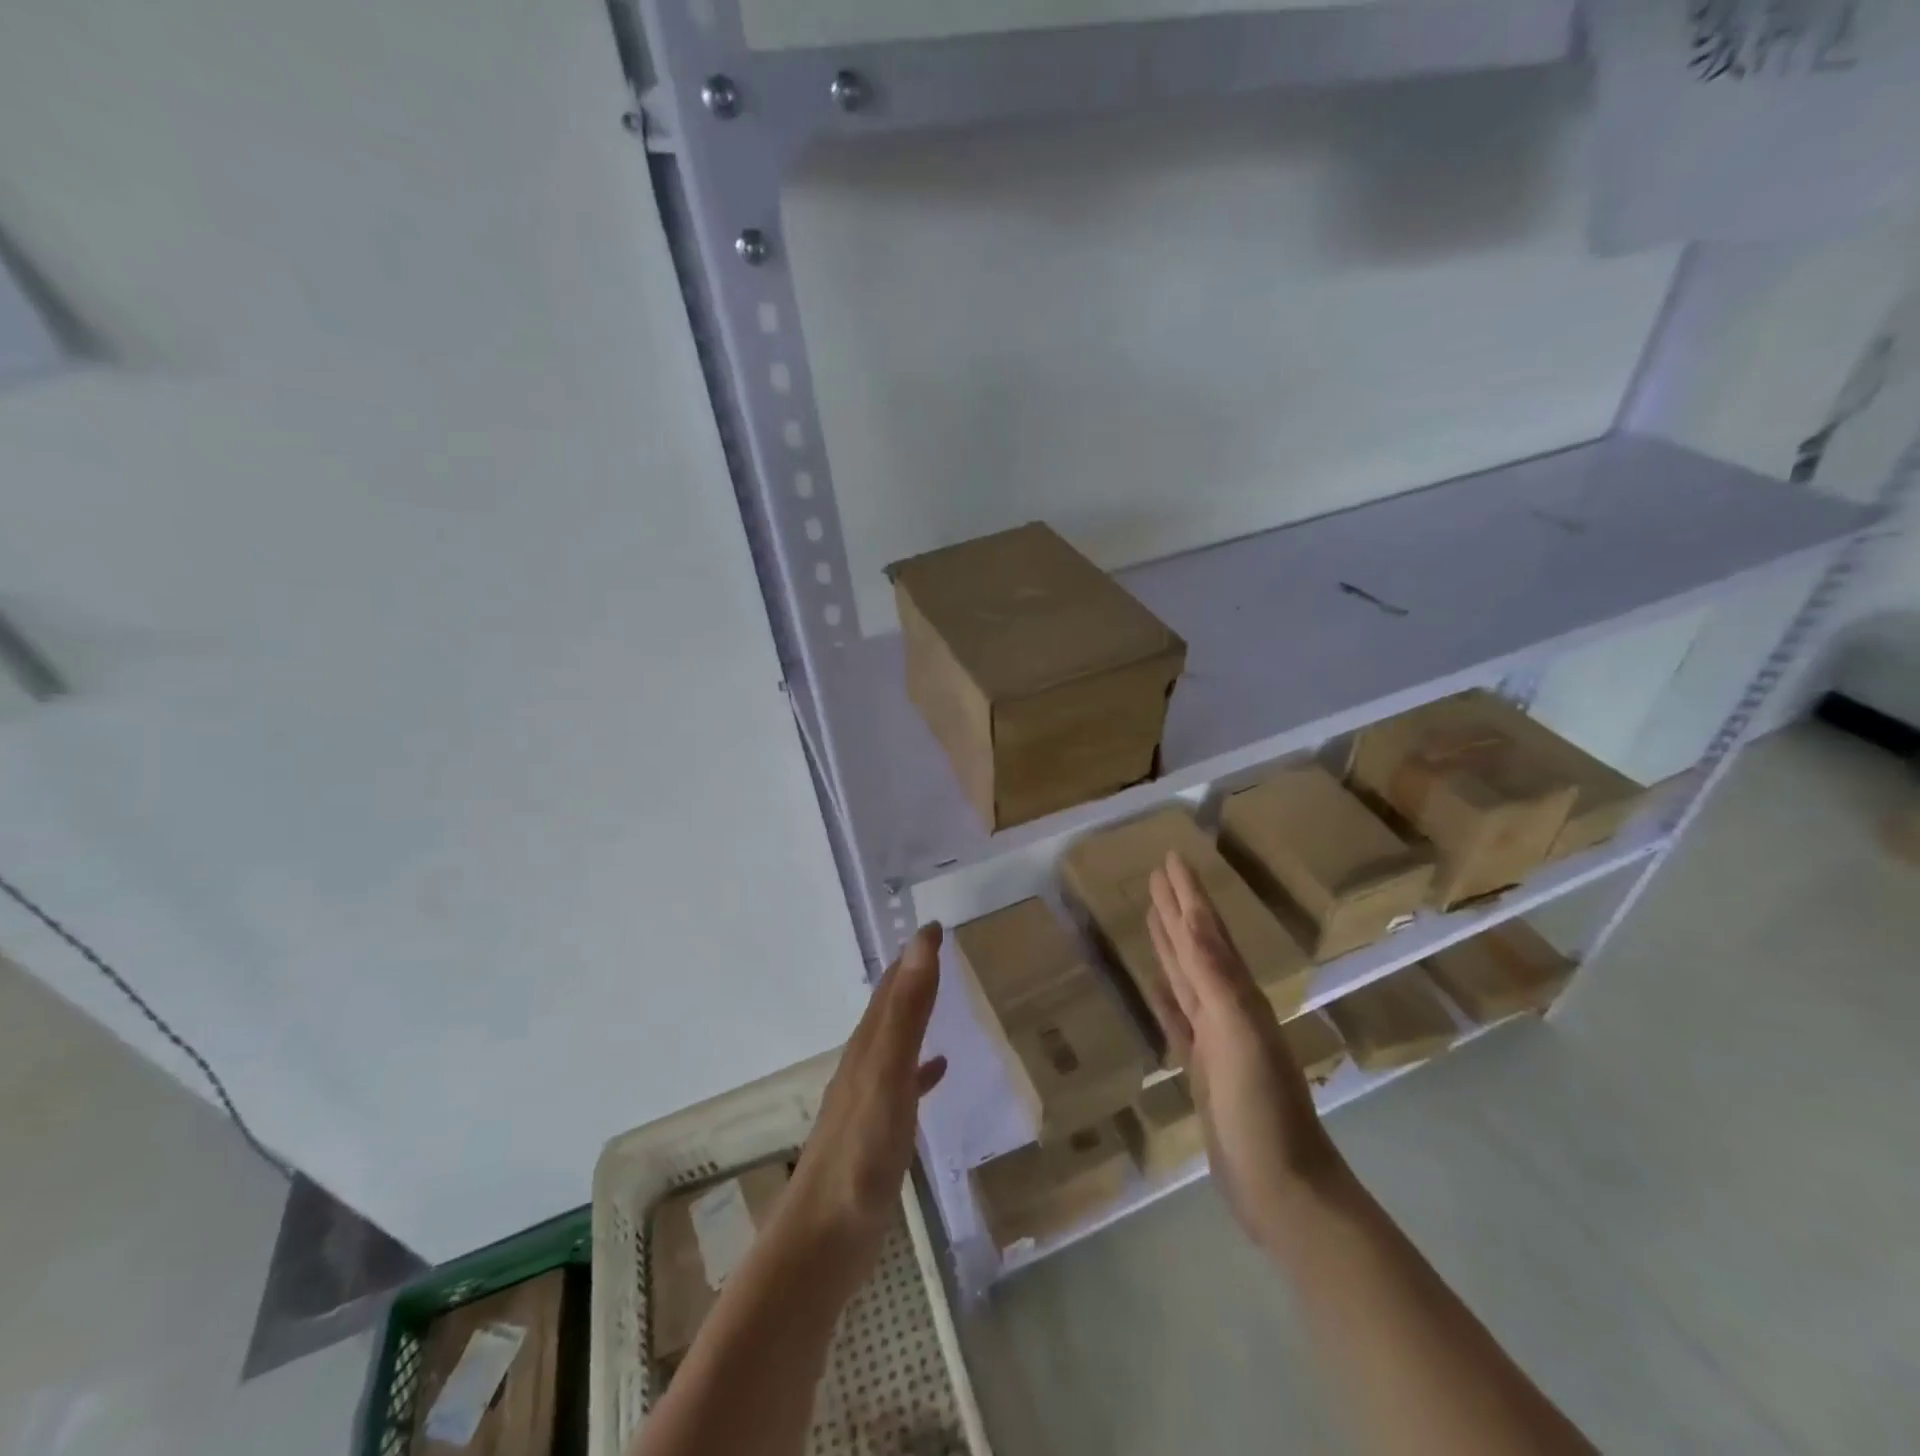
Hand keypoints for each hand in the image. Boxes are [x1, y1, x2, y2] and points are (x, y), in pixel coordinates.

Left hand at [781, 924, 947, 1278]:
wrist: (822, 1242)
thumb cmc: (859, 1155)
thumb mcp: (887, 1076)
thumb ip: (906, 1013)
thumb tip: (921, 943)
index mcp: (867, 1047)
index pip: (892, 986)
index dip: (913, 954)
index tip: (937, 926)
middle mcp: (864, 1065)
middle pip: (889, 1008)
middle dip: (912, 975)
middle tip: (941, 950)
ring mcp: (868, 1101)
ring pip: (894, 1041)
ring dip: (914, 1014)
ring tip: (942, 997)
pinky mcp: (875, 1134)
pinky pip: (903, 1084)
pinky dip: (921, 1068)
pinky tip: (937, 1071)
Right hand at [1145, 852, 1344, 1253]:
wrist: (1281, 1187)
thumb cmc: (1262, 1109)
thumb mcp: (1237, 1034)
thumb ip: (1215, 976)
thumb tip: (1194, 919)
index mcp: (1238, 994)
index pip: (1207, 930)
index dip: (1188, 894)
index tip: (1171, 858)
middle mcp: (1228, 1006)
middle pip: (1197, 945)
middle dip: (1177, 908)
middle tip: (1155, 875)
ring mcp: (1215, 1038)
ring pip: (1187, 976)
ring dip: (1171, 944)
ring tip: (1152, 915)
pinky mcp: (1202, 1067)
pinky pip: (1178, 1017)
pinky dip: (1166, 995)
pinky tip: (1154, 982)